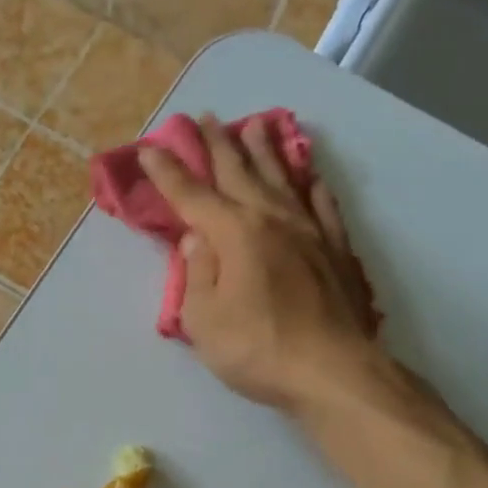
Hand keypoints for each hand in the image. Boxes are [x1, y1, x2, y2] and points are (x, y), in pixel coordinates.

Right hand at [140, 113, 379, 412]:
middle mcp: (272, 220)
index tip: (150, 148)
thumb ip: (197, 273)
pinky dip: (313, 187)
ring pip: (283, 178)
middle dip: (218, 145)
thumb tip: (197, 237)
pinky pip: (324, 206)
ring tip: (255, 126)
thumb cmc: (257, 349)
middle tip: (205, 117)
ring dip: (266, 151)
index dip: (168, 172)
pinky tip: (311, 177)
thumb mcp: (204, 320)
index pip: (192, 196)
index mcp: (234, 234)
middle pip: (240, 173)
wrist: (331, 370)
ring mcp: (310, 232)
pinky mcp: (337, 251)